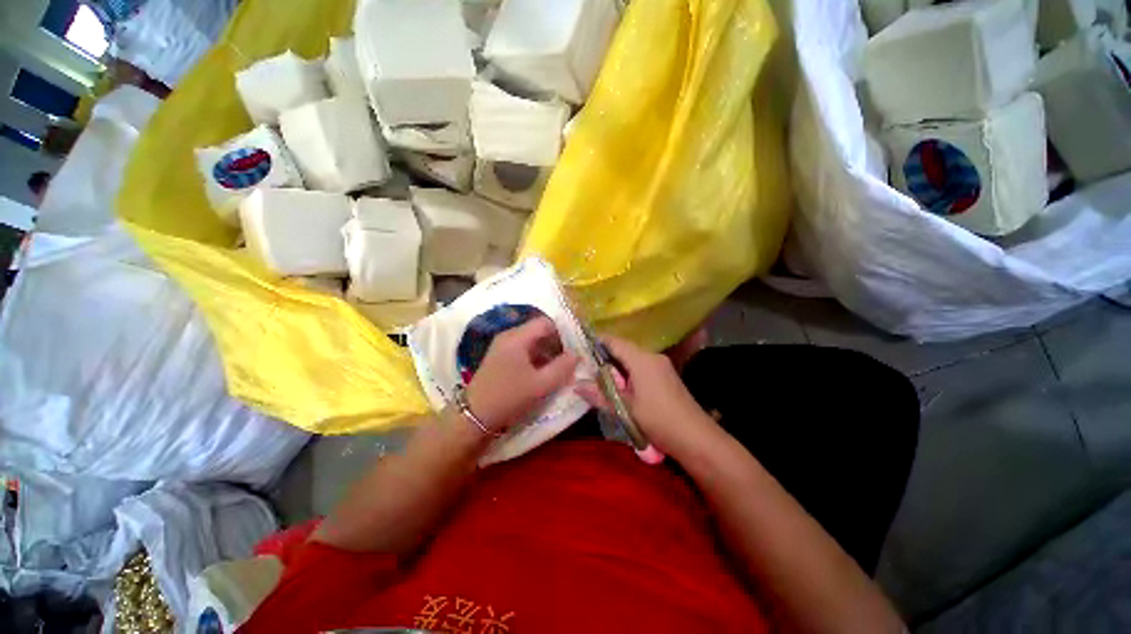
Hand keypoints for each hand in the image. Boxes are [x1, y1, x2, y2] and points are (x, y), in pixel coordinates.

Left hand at [464, 317, 579, 432]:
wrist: (474, 417)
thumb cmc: (509, 397)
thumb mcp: (541, 385)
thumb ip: (562, 368)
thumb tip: (576, 355)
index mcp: (517, 337)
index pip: (545, 323)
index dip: (562, 333)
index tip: (573, 349)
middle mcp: (508, 336)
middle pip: (538, 331)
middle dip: (556, 344)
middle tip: (568, 361)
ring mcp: (502, 346)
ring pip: (531, 341)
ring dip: (546, 352)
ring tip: (558, 369)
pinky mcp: (499, 357)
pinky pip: (523, 350)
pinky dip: (536, 358)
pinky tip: (542, 373)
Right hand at [576, 336, 717, 459]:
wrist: (697, 439)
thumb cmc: (659, 421)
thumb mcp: (626, 409)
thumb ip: (600, 395)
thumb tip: (576, 385)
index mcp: (642, 360)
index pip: (614, 342)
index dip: (596, 342)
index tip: (579, 348)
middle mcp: (652, 357)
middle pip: (623, 349)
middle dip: (604, 357)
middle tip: (585, 368)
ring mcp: (662, 366)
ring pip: (633, 359)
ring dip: (617, 366)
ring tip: (599, 379)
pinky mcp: (666, 376)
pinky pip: (642, 367)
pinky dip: (628, 373)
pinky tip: (621, 387)